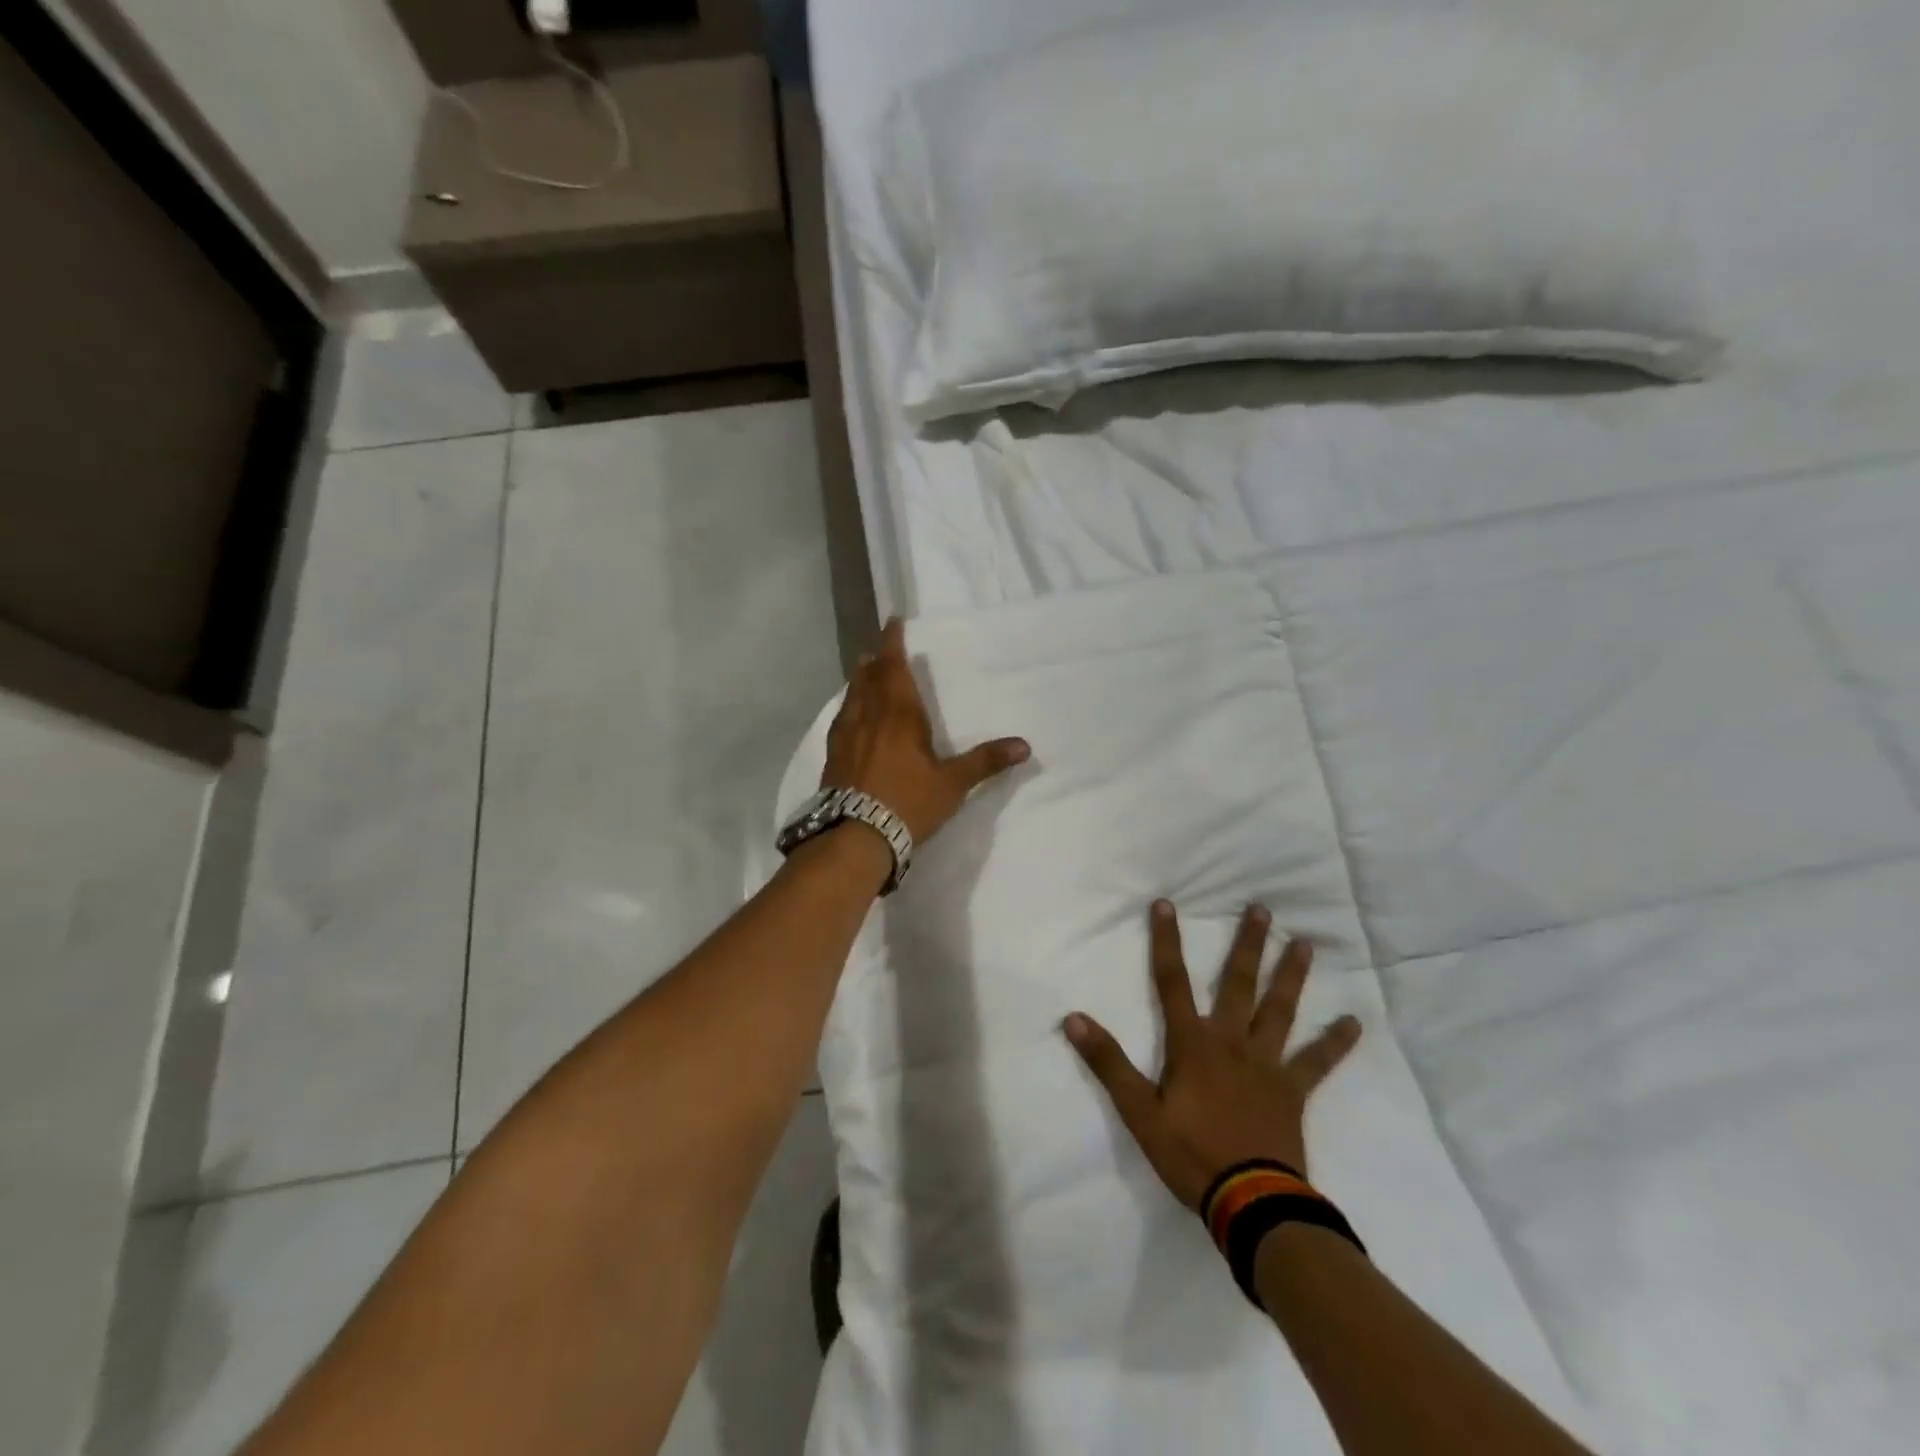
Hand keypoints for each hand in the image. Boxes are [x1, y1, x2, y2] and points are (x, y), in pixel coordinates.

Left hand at [822, 618, 1030, 844]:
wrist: (856, 836)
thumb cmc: (908, 803)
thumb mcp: (952, 784)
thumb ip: (985, 762)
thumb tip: (1024, 745)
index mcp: (899, 715)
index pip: (894, 667)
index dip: (893, 642)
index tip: (892, 622)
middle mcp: (869, 717)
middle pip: (869, 677)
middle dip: (876, 660)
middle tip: (880, 649)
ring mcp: (846, 736)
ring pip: (852, 696)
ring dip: (860, 680)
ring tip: (864, 672)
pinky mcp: (833, 756)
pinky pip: (841, 719)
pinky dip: (849, 707)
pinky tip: (850, 717)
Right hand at [1064, 901, 1361, 1208]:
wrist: (1251, 1202)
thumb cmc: (1190, 1154)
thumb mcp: (1139, 1112)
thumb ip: (1108, 1063)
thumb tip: (1073, 1018)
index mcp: (1192, 1044)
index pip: (1172, 982)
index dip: (1166, 942)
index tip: (1166, 904)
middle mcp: (1231, 1041)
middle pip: (1238, 984)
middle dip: (1247, 944)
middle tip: (1262, 909)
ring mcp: (1267, 1064)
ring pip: (1279, 1011)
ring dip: (1290, 976)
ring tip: (1304, 944)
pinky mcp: (1292, 1091)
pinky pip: (1317, 1062)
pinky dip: (1334, 1042)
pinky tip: (1354, 1022)